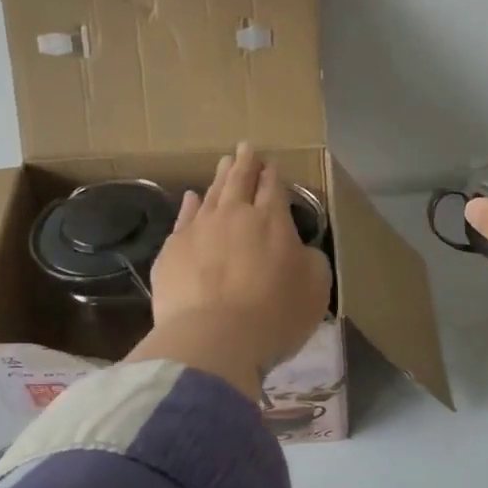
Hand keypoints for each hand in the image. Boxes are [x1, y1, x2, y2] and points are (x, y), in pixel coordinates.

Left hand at [132, 143, 331, 398]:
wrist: (214, 339)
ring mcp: (198, 230)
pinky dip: (190, 205)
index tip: (271, 164)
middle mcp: (234, 215)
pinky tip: (191, 198)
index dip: (273, 175)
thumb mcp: (315, 287)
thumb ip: (310, 260)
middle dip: (245, 163)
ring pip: (211, 195)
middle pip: (239, 182)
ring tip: (223, 164)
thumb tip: (299, 249)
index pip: (273, 188)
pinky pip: (183, 218)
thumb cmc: (275, 314)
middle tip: (245, 148)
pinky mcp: (171, 252)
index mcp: (272, 220)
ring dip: (219, 178)